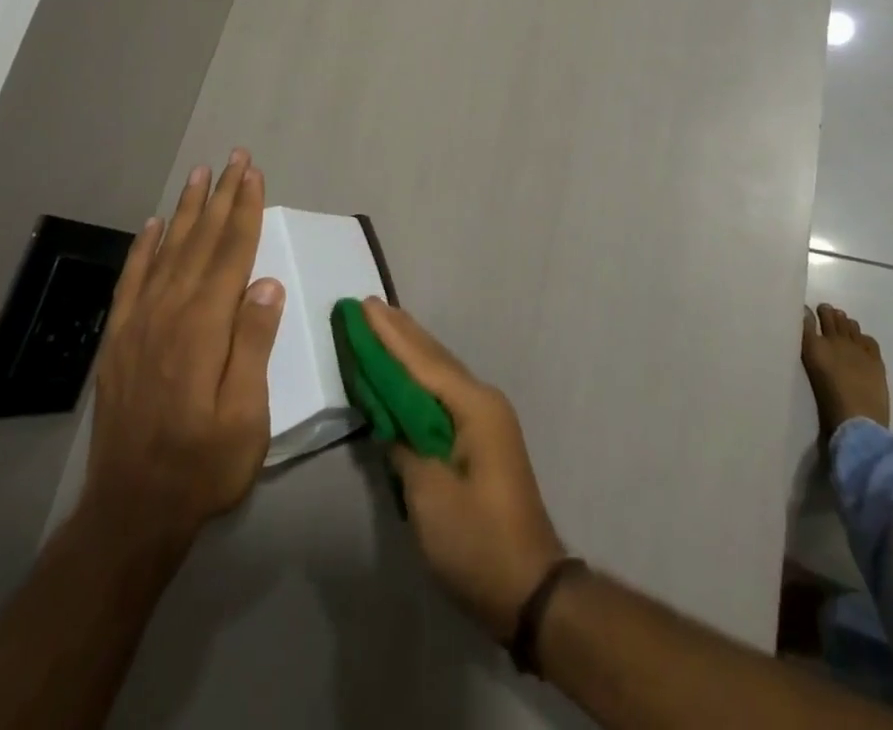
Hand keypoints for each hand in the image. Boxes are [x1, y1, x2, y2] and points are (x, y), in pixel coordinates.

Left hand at [78, 150, 284, 559]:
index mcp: (203, 327)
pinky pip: (132, 281)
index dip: (245, 210)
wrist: (130, 512)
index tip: (254, 174)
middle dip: (220, 197)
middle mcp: (169, 313)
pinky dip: (144, 249)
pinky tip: (155, 227)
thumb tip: (267, 282)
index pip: (231, 254)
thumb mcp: (246, 414)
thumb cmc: (203, 465)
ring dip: (186, 211)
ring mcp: (138, 325)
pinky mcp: (118, 341)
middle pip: (200, 242)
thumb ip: (253, 343)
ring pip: (167, 252)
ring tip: (200, 175)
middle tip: (233, 157)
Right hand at [364, 299, 566, 639]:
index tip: (363, 306)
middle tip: (368, 305)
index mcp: (473, 406)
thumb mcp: (430, 496)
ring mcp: (486, 418)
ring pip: (440, 372)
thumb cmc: (477, 541)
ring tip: (383, 323)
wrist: (530, 587)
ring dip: (410, 349)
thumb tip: (390, 420)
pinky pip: (444, 393)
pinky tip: (406, 372)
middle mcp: (483, 400)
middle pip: (434, 358)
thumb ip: (405, 448)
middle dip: (400, 332)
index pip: (422, 362)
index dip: (389, 335)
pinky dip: (420, 377)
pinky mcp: (482, 437)